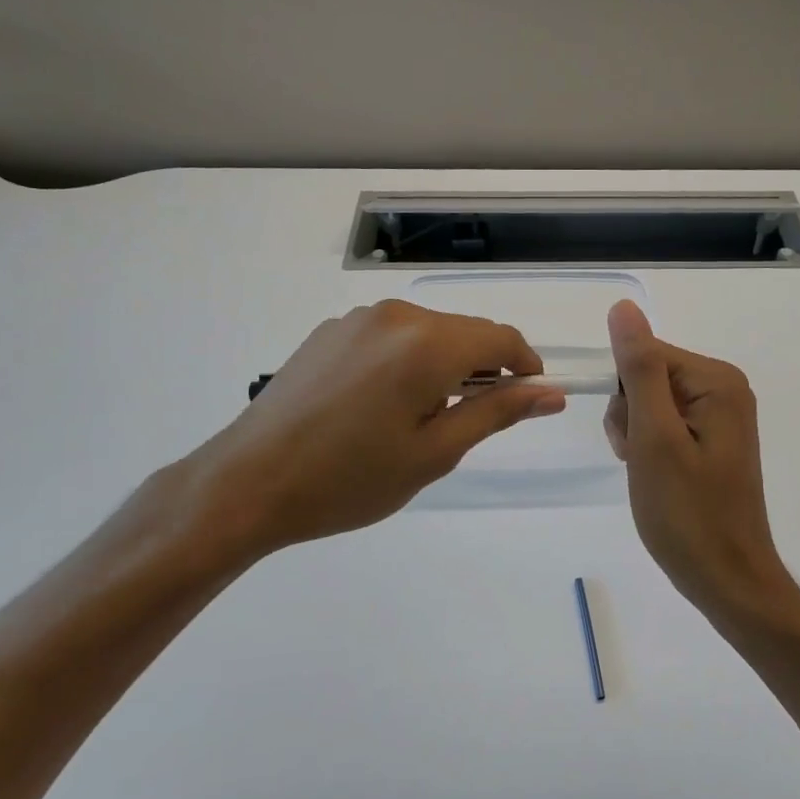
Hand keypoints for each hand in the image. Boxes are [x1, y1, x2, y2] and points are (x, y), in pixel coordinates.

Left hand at [172, 300, 565, 563]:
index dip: (525, 366)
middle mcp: (395, 315)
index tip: (530, 398)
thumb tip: (551, 393)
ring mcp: (358, 318)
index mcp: (427, 343)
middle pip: (464, 331)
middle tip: (473, 420)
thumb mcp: (434, 453)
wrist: (248, 483)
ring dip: (443, 363)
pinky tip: (382, 403)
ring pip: (427, 332)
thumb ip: (496, 413)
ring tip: (422, 417)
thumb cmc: (350, 479)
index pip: (501, 337)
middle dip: (483, 367)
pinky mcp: (330, 330)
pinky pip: (390, 335)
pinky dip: (407, 359)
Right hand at [603, 301, 798, 628]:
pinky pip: (665, 425)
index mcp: (716, 381)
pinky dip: (650, 449)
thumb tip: (623, 308)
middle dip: (631, 418)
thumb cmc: (687, 513)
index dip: (625, 396)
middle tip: (643, 461)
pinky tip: (657, 478)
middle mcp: (724, 389)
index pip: (644, 355)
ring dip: (636, 436)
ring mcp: (720, 416)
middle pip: (647, 377)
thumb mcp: (654, 438)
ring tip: (650, 475)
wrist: (727, 580)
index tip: (634, 440)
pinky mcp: (712, 440)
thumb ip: (638, 369)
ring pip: (649, 403)